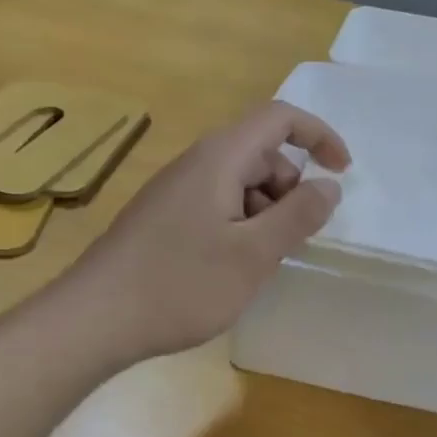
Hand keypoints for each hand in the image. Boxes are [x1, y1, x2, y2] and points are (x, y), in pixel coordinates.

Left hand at [65, 101, 349, 365]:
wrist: (94, 319)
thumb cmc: (181, 283)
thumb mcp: (253, 254)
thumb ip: (298, 215)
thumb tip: (329, 185)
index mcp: (220, 158)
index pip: (279, 118)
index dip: (319, 136)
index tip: (342, 173)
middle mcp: (197, 163)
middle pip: (261, 154)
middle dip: (290, 190)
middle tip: (291, 241)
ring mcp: (176, 190)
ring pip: (240, 184)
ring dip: (265, 214)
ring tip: (258, 263)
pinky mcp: (164, 217)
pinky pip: (218, 205)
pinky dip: (240, 227)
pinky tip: (229, 269)